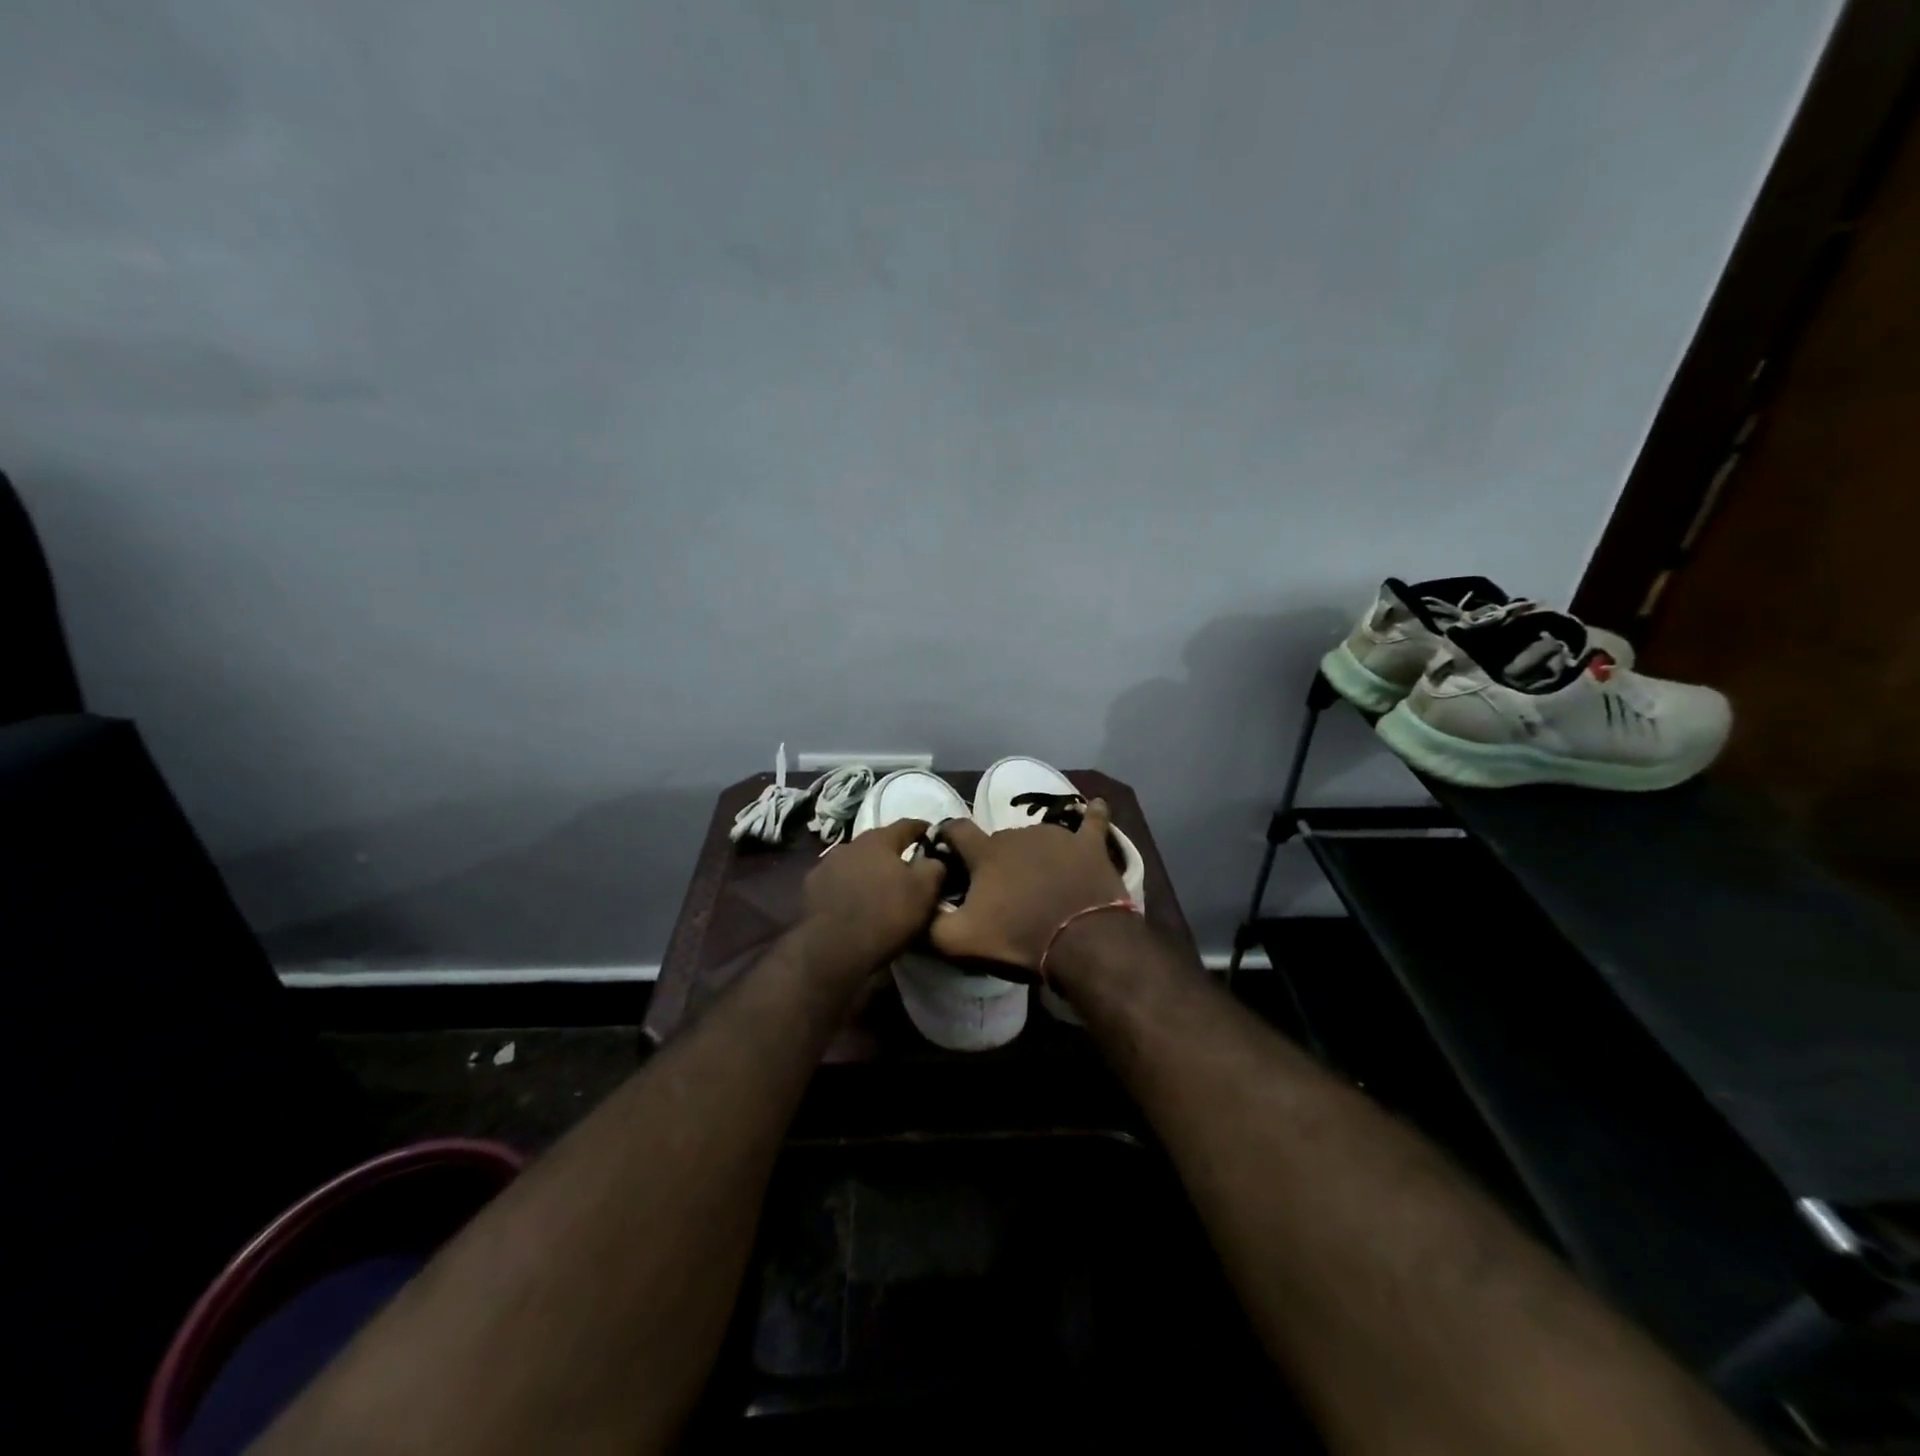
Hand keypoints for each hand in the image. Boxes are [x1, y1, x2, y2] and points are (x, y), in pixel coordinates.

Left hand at [802, 817, 943, 969]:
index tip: (932, 836)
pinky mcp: (810, 888)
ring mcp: (825, 865)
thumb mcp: (924, 892)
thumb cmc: (886, 915)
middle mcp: (849, 844)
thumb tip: (934, 858)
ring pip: (855, 861)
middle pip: (878, 843)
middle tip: (906, 868)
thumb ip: (934, 867)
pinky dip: (847, 887)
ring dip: (867, 870)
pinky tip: (853, 902)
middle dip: (892, 853)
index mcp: (879, 840)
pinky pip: (836, 881)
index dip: (922, 829)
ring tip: (877, 888)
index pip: (907, 825)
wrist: (833, 950)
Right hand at [930, 800, 1127, 972]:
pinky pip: (1093, 822)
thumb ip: (930, 922)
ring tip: (1039, 877)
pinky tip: (1098, 807)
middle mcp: (1018, 834)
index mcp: (985, 852)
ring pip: (1036, 836)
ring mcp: (1057, 836)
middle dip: (994, 857)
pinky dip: (1093, 815)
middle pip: (998, 838)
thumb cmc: (1018, 939)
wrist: (1083, 943)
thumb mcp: (959, 941)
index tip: (945, 848)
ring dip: (1032, 852)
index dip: (947, 836)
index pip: (956, 829)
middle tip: (999, 885)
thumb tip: (919, 905)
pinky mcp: (1090, 846)